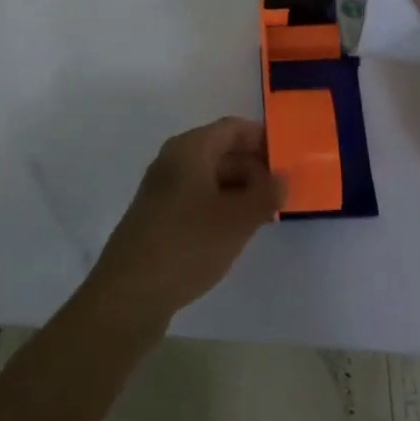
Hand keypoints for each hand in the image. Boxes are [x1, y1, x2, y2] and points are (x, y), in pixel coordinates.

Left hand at [81, 118, 282, 332]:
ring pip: (210, 177)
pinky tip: (237, 230)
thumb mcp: (236, 220)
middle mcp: (174, 160)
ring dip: (239, 189)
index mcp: (190, 148)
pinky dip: (221, 206)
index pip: (233, 128)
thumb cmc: (187, 244)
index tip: (290, 155)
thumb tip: (282, 177)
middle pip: (221, 151)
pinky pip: (198, 197)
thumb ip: (265, 195)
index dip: (262, 138)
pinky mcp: (160, 215)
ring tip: (268, 212)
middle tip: (284, 190)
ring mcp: (164, 188)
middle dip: (254, 167)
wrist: (130, 292)